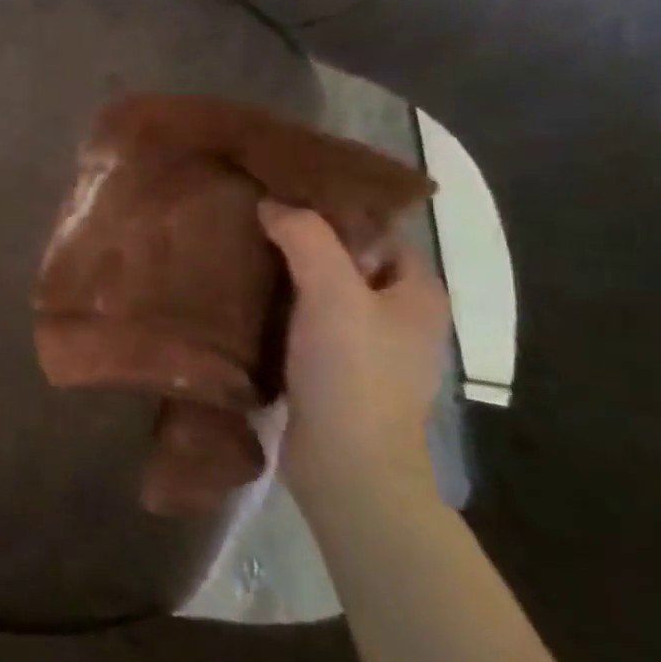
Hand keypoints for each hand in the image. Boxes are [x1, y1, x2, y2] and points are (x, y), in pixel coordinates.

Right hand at [258, 202, 451, 509]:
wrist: (347, 463)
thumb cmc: (352, 370)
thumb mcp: (332, 291)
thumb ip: (305, 238)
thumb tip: (271, 204)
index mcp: (418, 292)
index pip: (378, 233)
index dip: (335, 213)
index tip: (282, 198)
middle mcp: (400, 318)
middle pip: (349, 263)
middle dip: (305, 245)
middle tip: (253, 226)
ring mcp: (370, 351)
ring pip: (324, 297)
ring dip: (288, 281)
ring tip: (241, 259)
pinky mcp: (336, 376)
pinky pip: (307, 328)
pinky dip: (281, 314)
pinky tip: (247, 306)